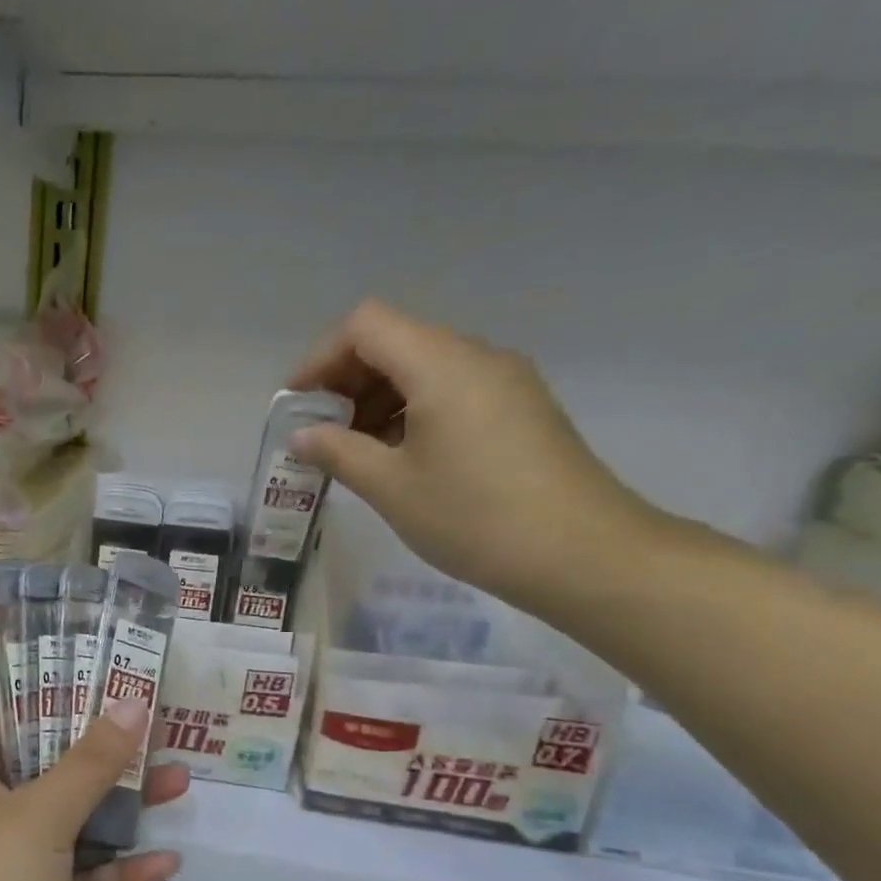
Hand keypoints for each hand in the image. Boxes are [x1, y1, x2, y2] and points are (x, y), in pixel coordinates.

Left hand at [0, 700, 186, 880]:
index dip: (44, 691)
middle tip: (153, 726)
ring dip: (121, 809)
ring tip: (178, 782)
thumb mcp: (42, 817)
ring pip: (73, 825)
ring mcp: (10, 867)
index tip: (94, 672)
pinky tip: (166, 862)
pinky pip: (81, 879)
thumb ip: (89, 763)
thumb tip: (132, 703)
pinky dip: (117, 872)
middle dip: (102, 752)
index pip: (2, 718)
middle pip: (48, 769)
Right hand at [288, 298, 659, 611]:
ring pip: (424, 366)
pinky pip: (452, 389)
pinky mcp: (520, 408)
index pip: (365, 326)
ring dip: (378, 398)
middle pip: (395, 341)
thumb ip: (338, 451)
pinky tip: (400, 457)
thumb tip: (303, 435)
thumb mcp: (391, 487)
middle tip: (320, 432)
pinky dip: (412, 410)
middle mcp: (476, 357)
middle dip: (347, 380)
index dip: (321, 357)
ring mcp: (505, 380)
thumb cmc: (473, 516)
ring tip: (355, 450)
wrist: (582, 554)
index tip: (298, 404)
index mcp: (441, 365)